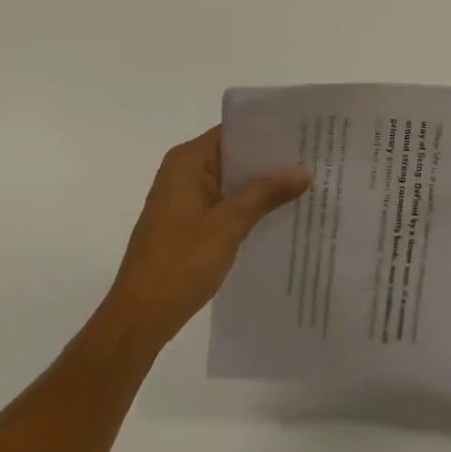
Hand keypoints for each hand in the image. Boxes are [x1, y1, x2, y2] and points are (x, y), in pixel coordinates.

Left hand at [102, 127, 309, 349]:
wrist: (138, 319)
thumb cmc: (180, 263)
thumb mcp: (229, 225)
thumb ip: (266, 193)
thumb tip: (304, 170)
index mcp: (188, 160)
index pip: (234, 132)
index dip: (268, 132)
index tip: (303, 135)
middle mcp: (183, 171)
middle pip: (234, 155)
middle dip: (269, 161)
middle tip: (312, 160)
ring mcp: (183, 198)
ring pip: (231, 181)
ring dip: (260, 186)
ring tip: (303, 186)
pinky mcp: (185, 223)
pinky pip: (223, 202)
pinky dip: (246, 206)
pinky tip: (276, 216)